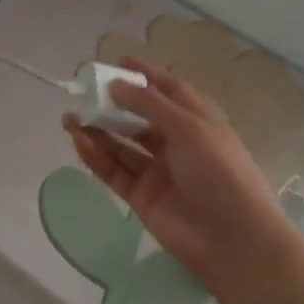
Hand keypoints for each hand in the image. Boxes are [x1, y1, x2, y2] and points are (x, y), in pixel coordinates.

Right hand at [63, 60, 295, 295]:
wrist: (234, 240)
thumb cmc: (221, 172)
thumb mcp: (189, 128)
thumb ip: (149, 104)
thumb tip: (115, 83)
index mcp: (196, 121)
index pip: (167, 91)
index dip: (144, 76)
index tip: (116, 63)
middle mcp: (176, 143)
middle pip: (138, 117)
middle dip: (112, 104)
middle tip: (82, 92)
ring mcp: (157, 171)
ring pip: (121, 144)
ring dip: (97, 130)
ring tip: (69, 117)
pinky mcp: (141, 196)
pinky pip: (114, 171)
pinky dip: (96, 156)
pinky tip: (78, 141)